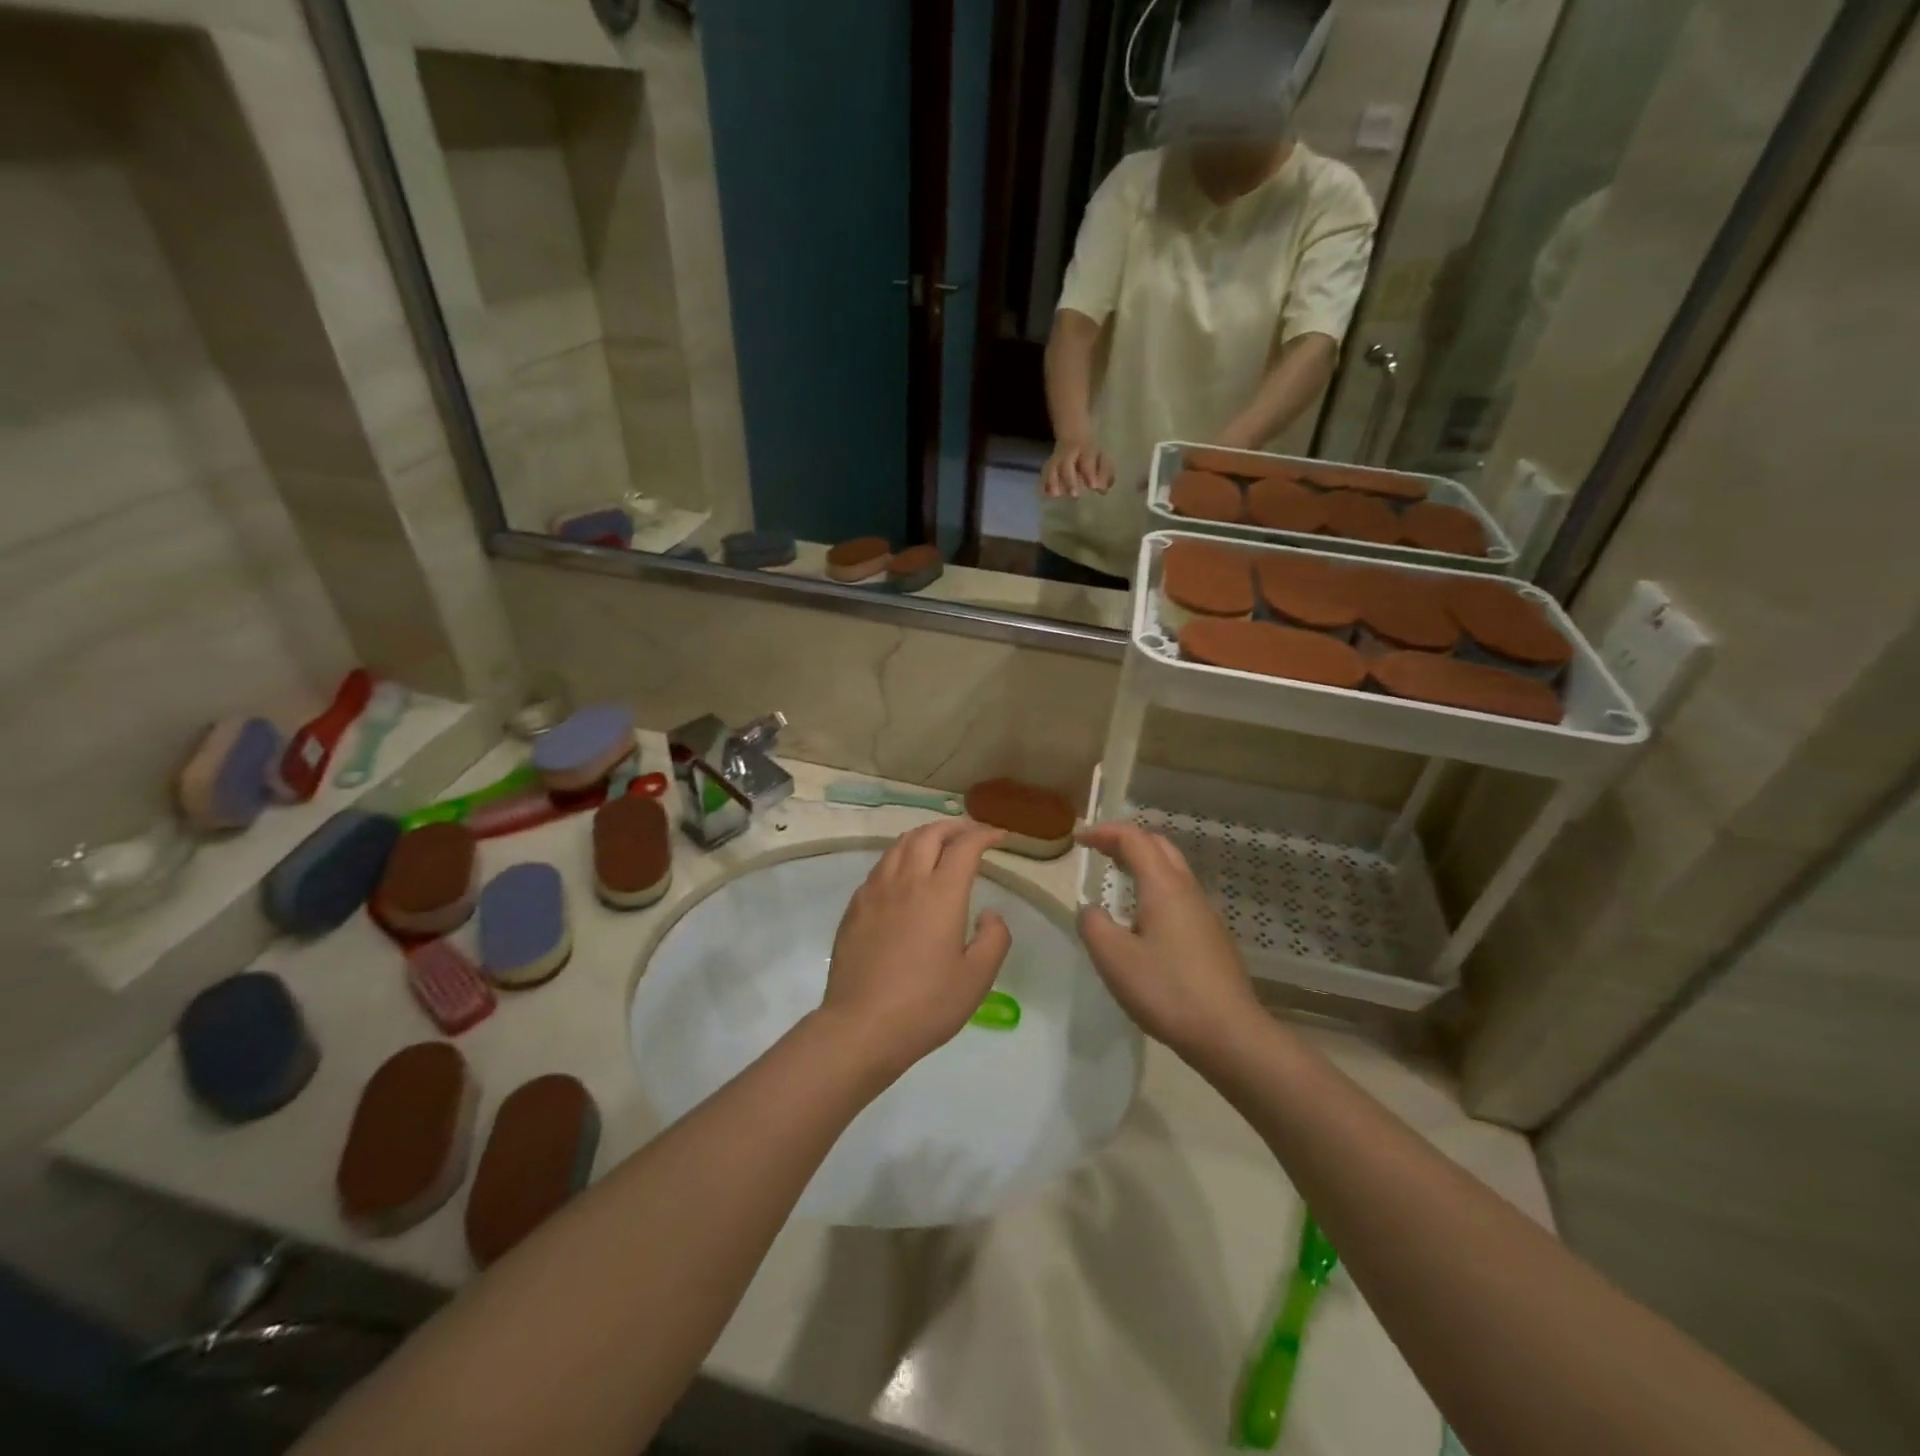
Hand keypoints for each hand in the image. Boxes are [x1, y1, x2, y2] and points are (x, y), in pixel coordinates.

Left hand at [821, 821, 1012, 1077]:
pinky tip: (903, 875)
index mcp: (941, 893)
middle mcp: (907, 881)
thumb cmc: (926, 1004)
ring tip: (937, 843)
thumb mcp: (977, 978)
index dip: (984, 835)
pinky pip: (880, 867)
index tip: (999, 836)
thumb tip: (989, 913)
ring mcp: (875, 891)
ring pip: (900, 845)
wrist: (862, 1026)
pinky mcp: (855, 907)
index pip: (965, 847)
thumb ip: (994, 938)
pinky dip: (900, 857)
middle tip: (969, 832)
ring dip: (924, 836)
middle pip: (929, 834)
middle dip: (953, 826)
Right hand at [1042, 436, 1114, 497]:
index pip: (1087, 460)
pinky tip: (1046, 494)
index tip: (1093, 486)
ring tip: (1056, 495)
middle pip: (1066, 466)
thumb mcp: (1102, 459)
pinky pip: (1044, 475)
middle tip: (1074, 495)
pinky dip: (1045, 485)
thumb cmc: (1091, 453)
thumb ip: (1104, 474)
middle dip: (1069, 481)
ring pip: (1052, 469)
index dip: (1089, 473)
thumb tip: (1103, 490)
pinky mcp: (1048, 466)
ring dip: (1053, 483)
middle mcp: (1069, 454)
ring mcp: (1056, 460)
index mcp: (1085, 450)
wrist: (1074, 435)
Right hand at [1075, 822, 1259, 1064]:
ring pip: (1173, 871)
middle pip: (1159, 846)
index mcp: (1164, 886)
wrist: (1230, 1034)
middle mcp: (1187, 891)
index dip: (1104, 832)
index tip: (1079, 840)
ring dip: (1143, 864)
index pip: (1133, 839)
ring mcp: (1205, 914)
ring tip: (1118, 880)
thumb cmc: (1167, 991)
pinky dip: (1156, 889)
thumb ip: (1093, 925)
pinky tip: (1143, 920)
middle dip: (1127, 841)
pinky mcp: (1212, 937)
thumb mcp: (1114, 959)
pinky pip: (1180, 896)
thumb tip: (1091, 911)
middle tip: (1099, 851)